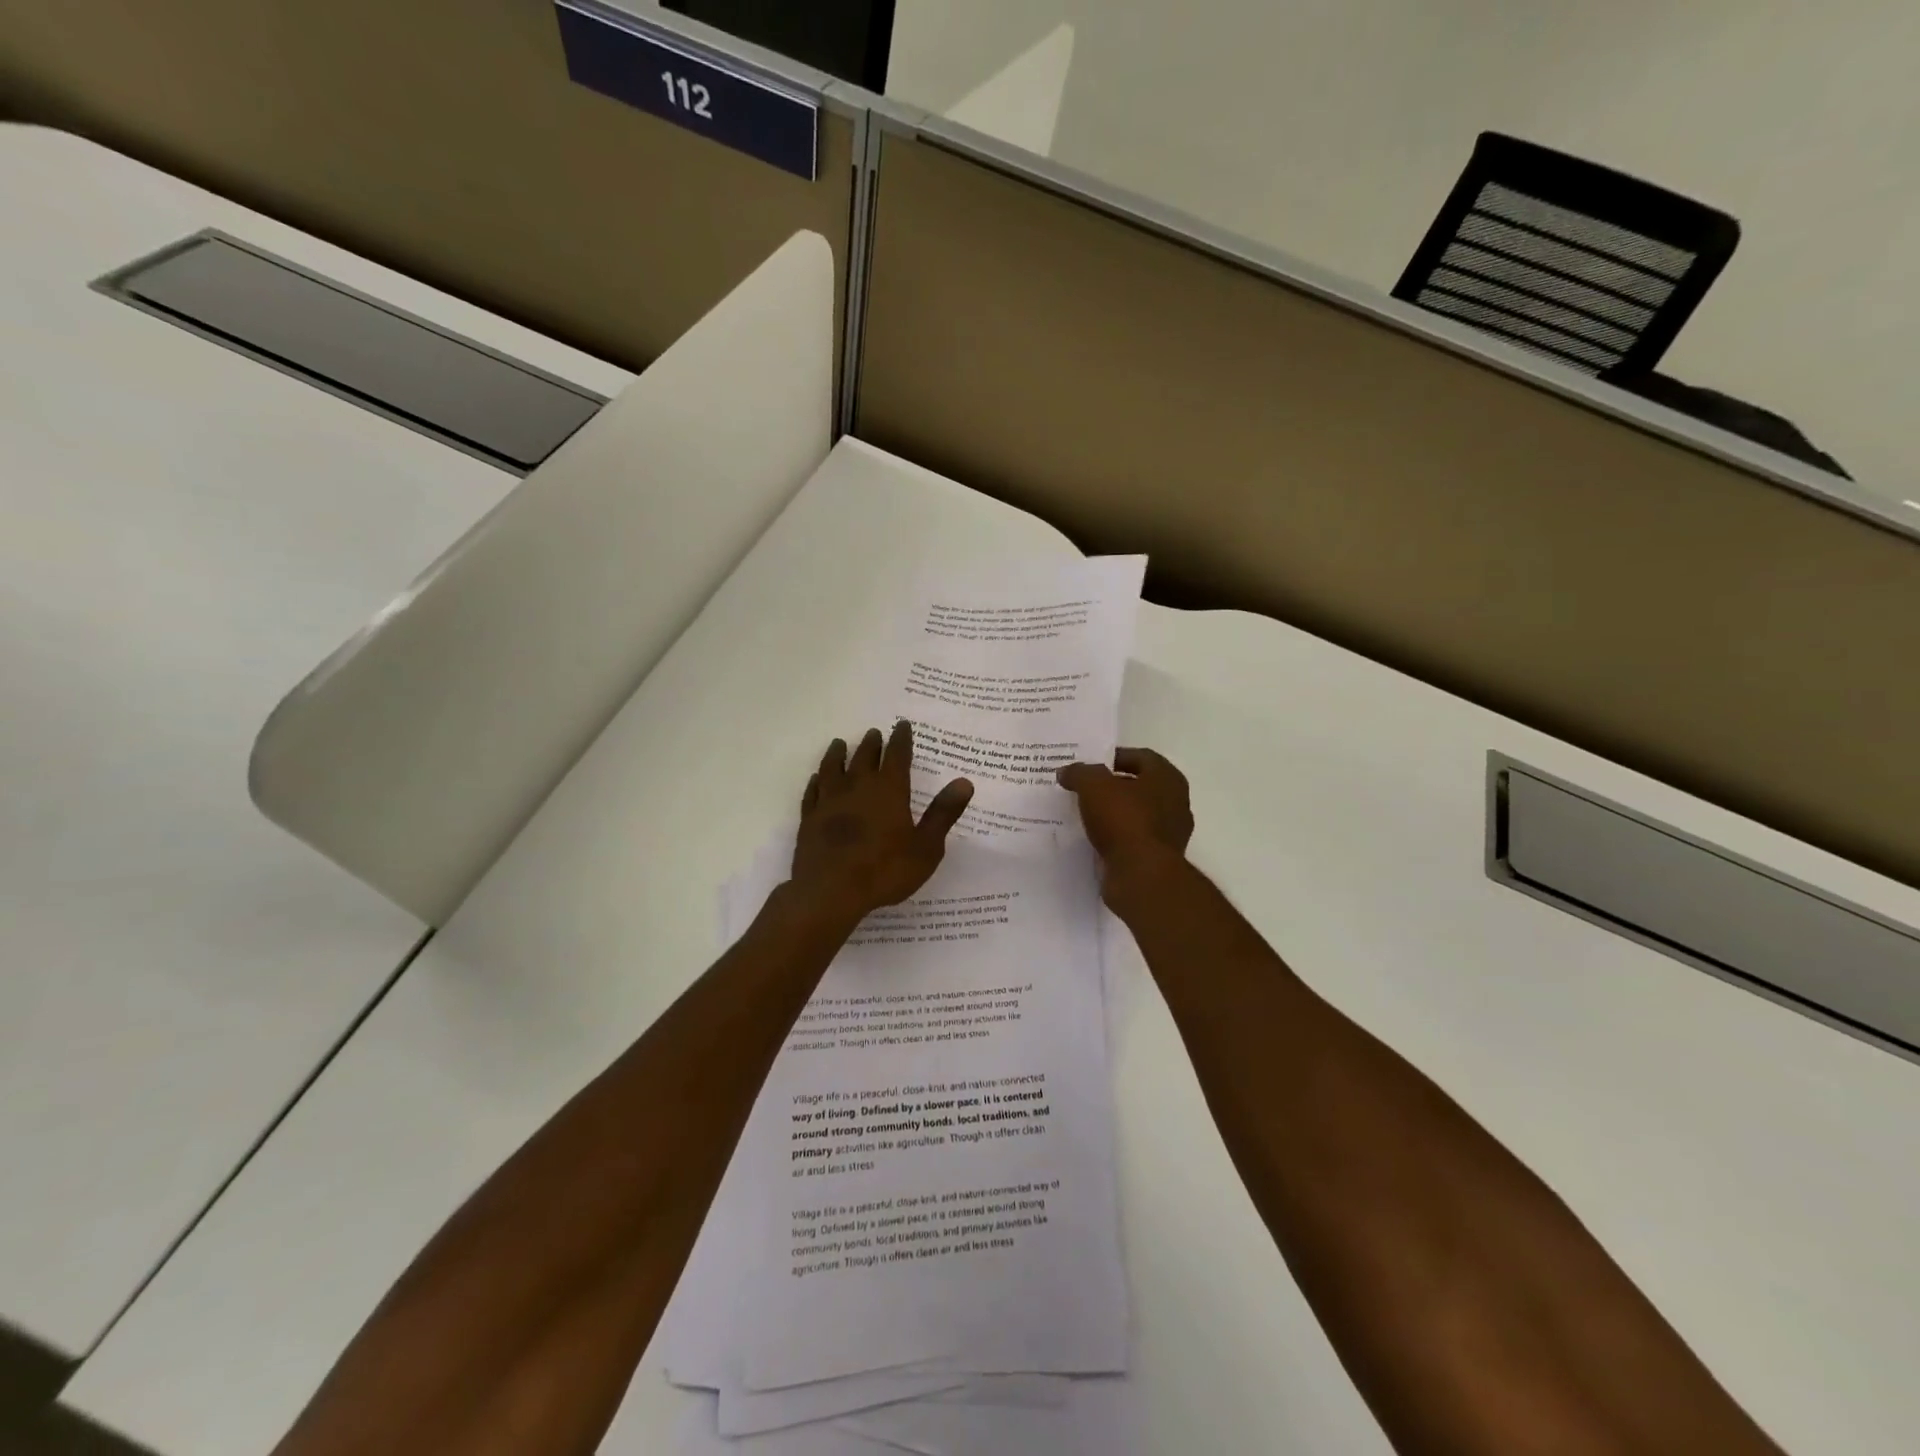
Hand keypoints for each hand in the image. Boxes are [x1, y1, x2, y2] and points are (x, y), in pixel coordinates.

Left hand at [791, 721, 972, 924]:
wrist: (830, 892)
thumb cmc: (885, 870)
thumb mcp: (926, 847)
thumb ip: (943, 813)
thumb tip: (964, 782)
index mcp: (889, 791)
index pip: (897, 756)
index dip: (901, 739)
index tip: (902, 725)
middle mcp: (858, 787)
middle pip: (864, 757)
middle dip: (871, 744)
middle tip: (874, 733)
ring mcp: (830, 801)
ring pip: (833, 768)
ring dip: (837, 754)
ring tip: (839, 744)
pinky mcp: (809, 818)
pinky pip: (813, 792)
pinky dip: (816, 781)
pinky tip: (816, 779)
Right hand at [1057, 747, 1193, 891]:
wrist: (1141, 876)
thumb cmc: (1124, 820)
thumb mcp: (1094, 786)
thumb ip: (1080, 773)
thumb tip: (1067, 771)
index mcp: (1167, 778)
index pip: (1142, 757)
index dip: (1115, 757)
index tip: (1090, 763)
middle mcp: (1175, 803)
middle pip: (1139, 786)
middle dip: (1112, 786)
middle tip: (1083, 788)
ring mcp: (1168, 833)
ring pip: (1135, 815)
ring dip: (1112, 813)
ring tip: (1083, 813)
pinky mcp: (1156, 859)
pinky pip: (1131, 840)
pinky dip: (1114, 837)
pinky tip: (1092, 838)